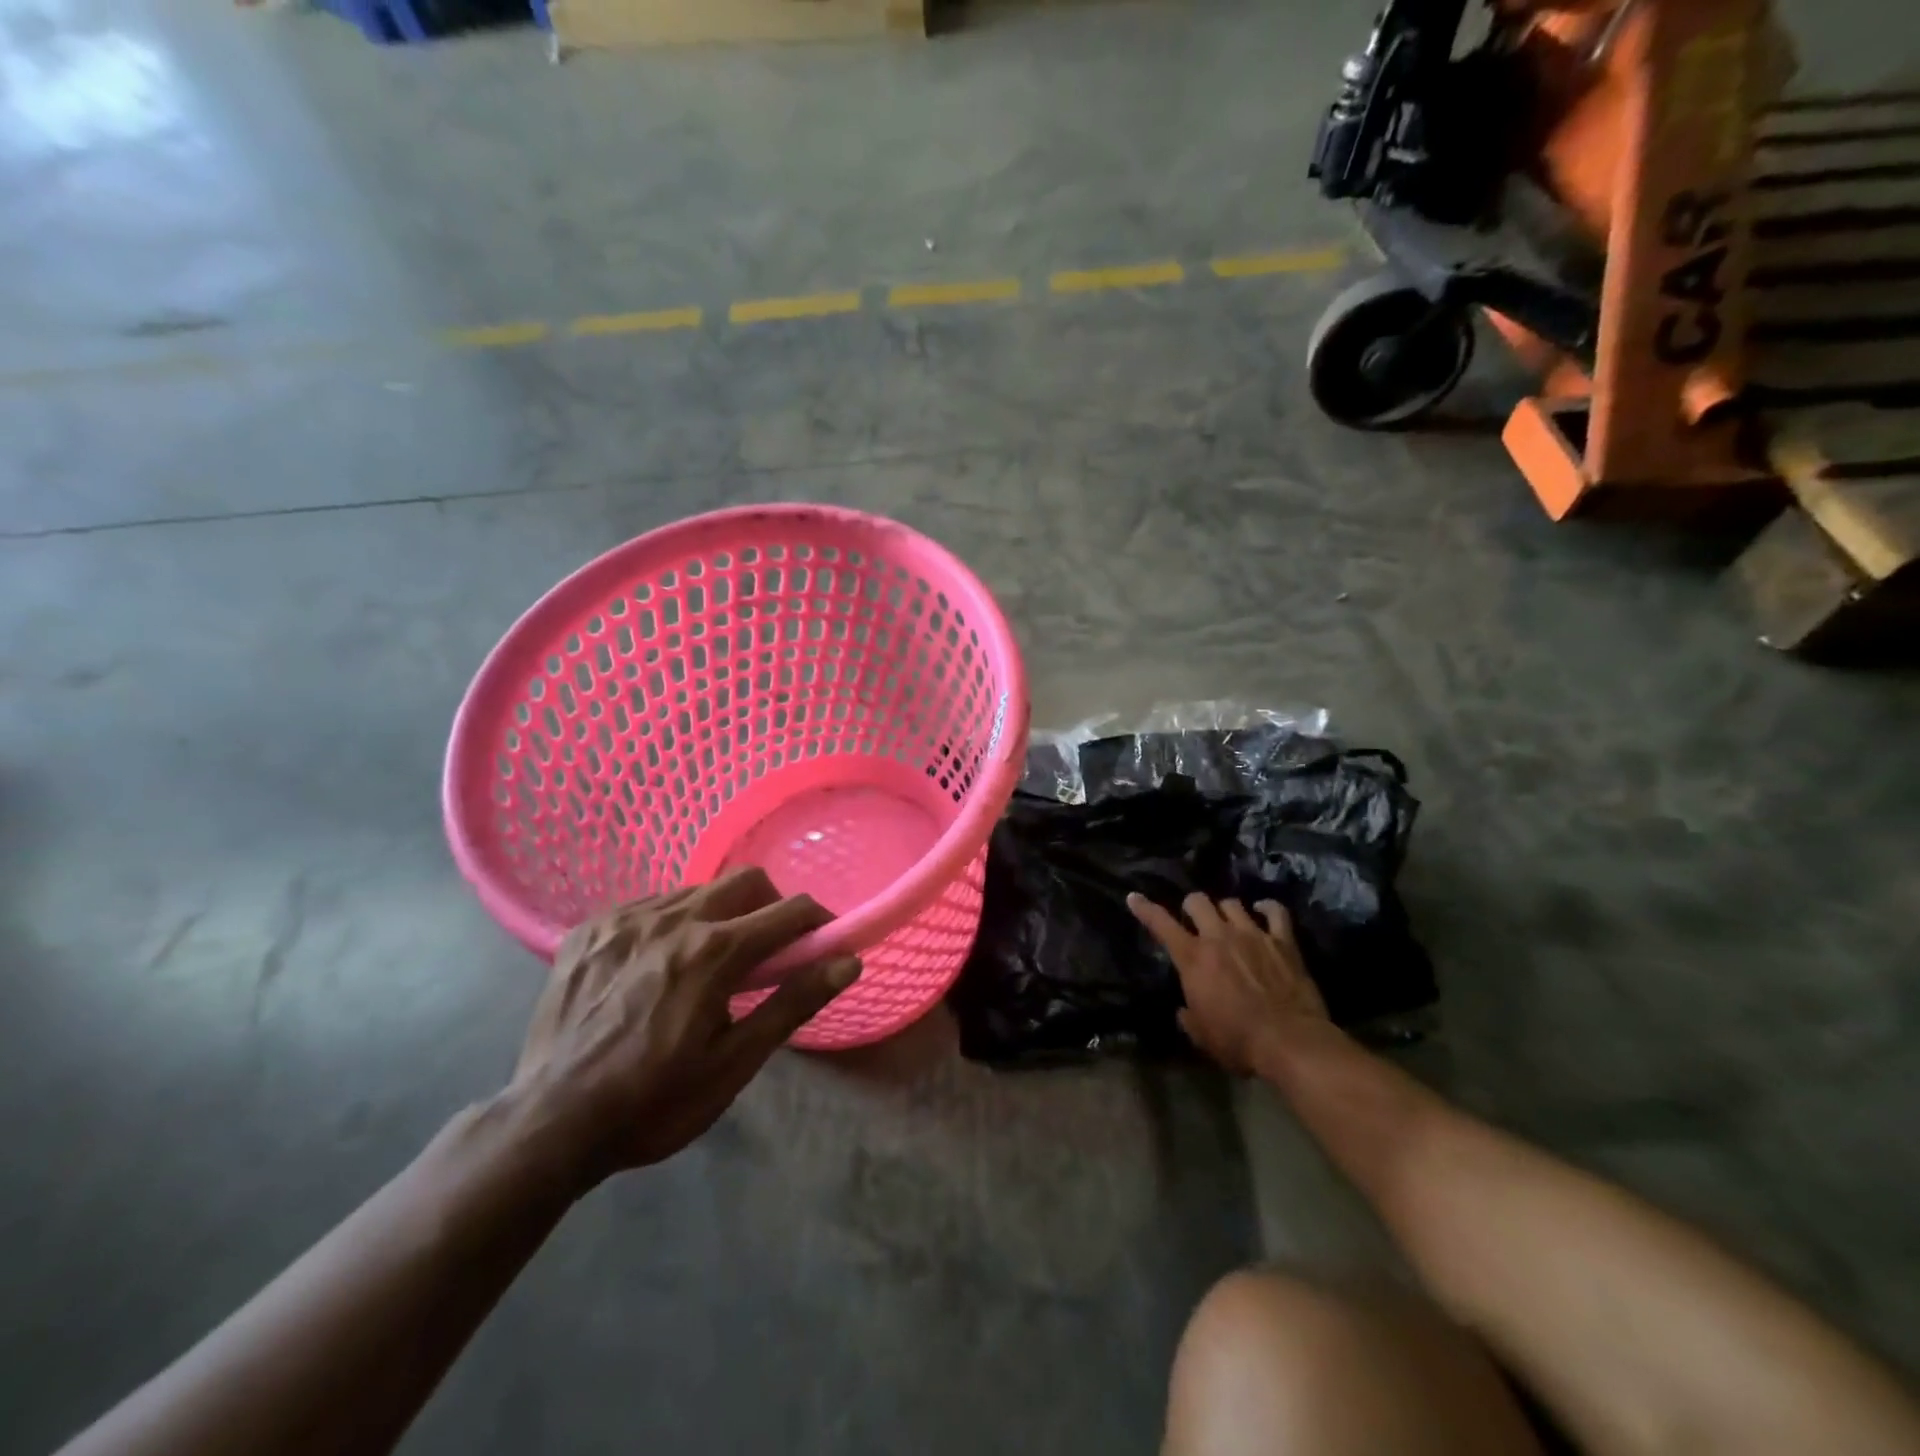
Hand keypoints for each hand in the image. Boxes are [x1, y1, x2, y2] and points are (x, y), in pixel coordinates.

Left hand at [511, 868, 858, 1188]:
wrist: (549, 1125)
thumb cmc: (654, 1102)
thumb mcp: (734, 1063)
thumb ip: (793, 1003)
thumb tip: (848, 961)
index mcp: (714, 952)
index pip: (790, 910)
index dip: (818, 922)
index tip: (823, 944)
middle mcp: (672, 919)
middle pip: (746, 880)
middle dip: (771, 907)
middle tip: (768, 953)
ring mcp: (626, 918)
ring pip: (698, 889)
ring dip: (722, 914)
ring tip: (710, 963)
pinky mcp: (591, 928)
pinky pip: (651, 903)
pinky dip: (674, 922)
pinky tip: (662, 963)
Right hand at [1127, 892, 1327, 1075]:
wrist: (1290, 1042)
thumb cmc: (1238, 1042)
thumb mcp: (1201, 1035)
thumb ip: (1189, 1016)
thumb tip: (1185, 1010)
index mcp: (1193, 958)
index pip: (1161, 924)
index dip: (1145, 909)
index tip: (1134, 897)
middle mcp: (1219, 937)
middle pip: (1197, 901)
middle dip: (1192, 906)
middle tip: (1194, 918)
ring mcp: (1253, 935)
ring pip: (1232, 903)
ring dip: (1225, 910)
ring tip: (1228, 920)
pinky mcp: (1283, 941)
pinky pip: (1275, 912)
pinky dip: (1267, 909)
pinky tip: (1264, 911)